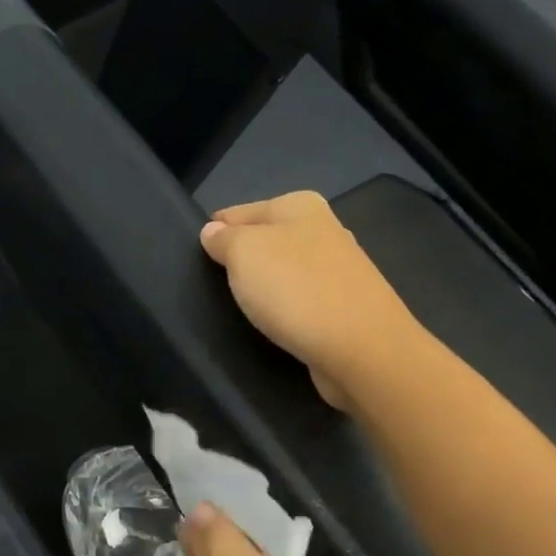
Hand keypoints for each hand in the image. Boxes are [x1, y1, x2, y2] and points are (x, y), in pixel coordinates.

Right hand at [199, 192, 415, 412]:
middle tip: (210, 287)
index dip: (214, 232)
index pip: (240, 212)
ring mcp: (338, 270)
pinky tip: (273, 325)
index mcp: (300, 206)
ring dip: (263, 287)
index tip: (194, 257)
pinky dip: (284, 310)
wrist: (361, 349)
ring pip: (284, 271)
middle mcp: (323, 230)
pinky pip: (301, 301)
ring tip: (237, 309)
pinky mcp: (344, 307)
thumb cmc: (295, 290)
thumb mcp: (244, 254)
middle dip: (240, 259)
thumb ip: (224, 239)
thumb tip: (212, 232)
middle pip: (265, 240)